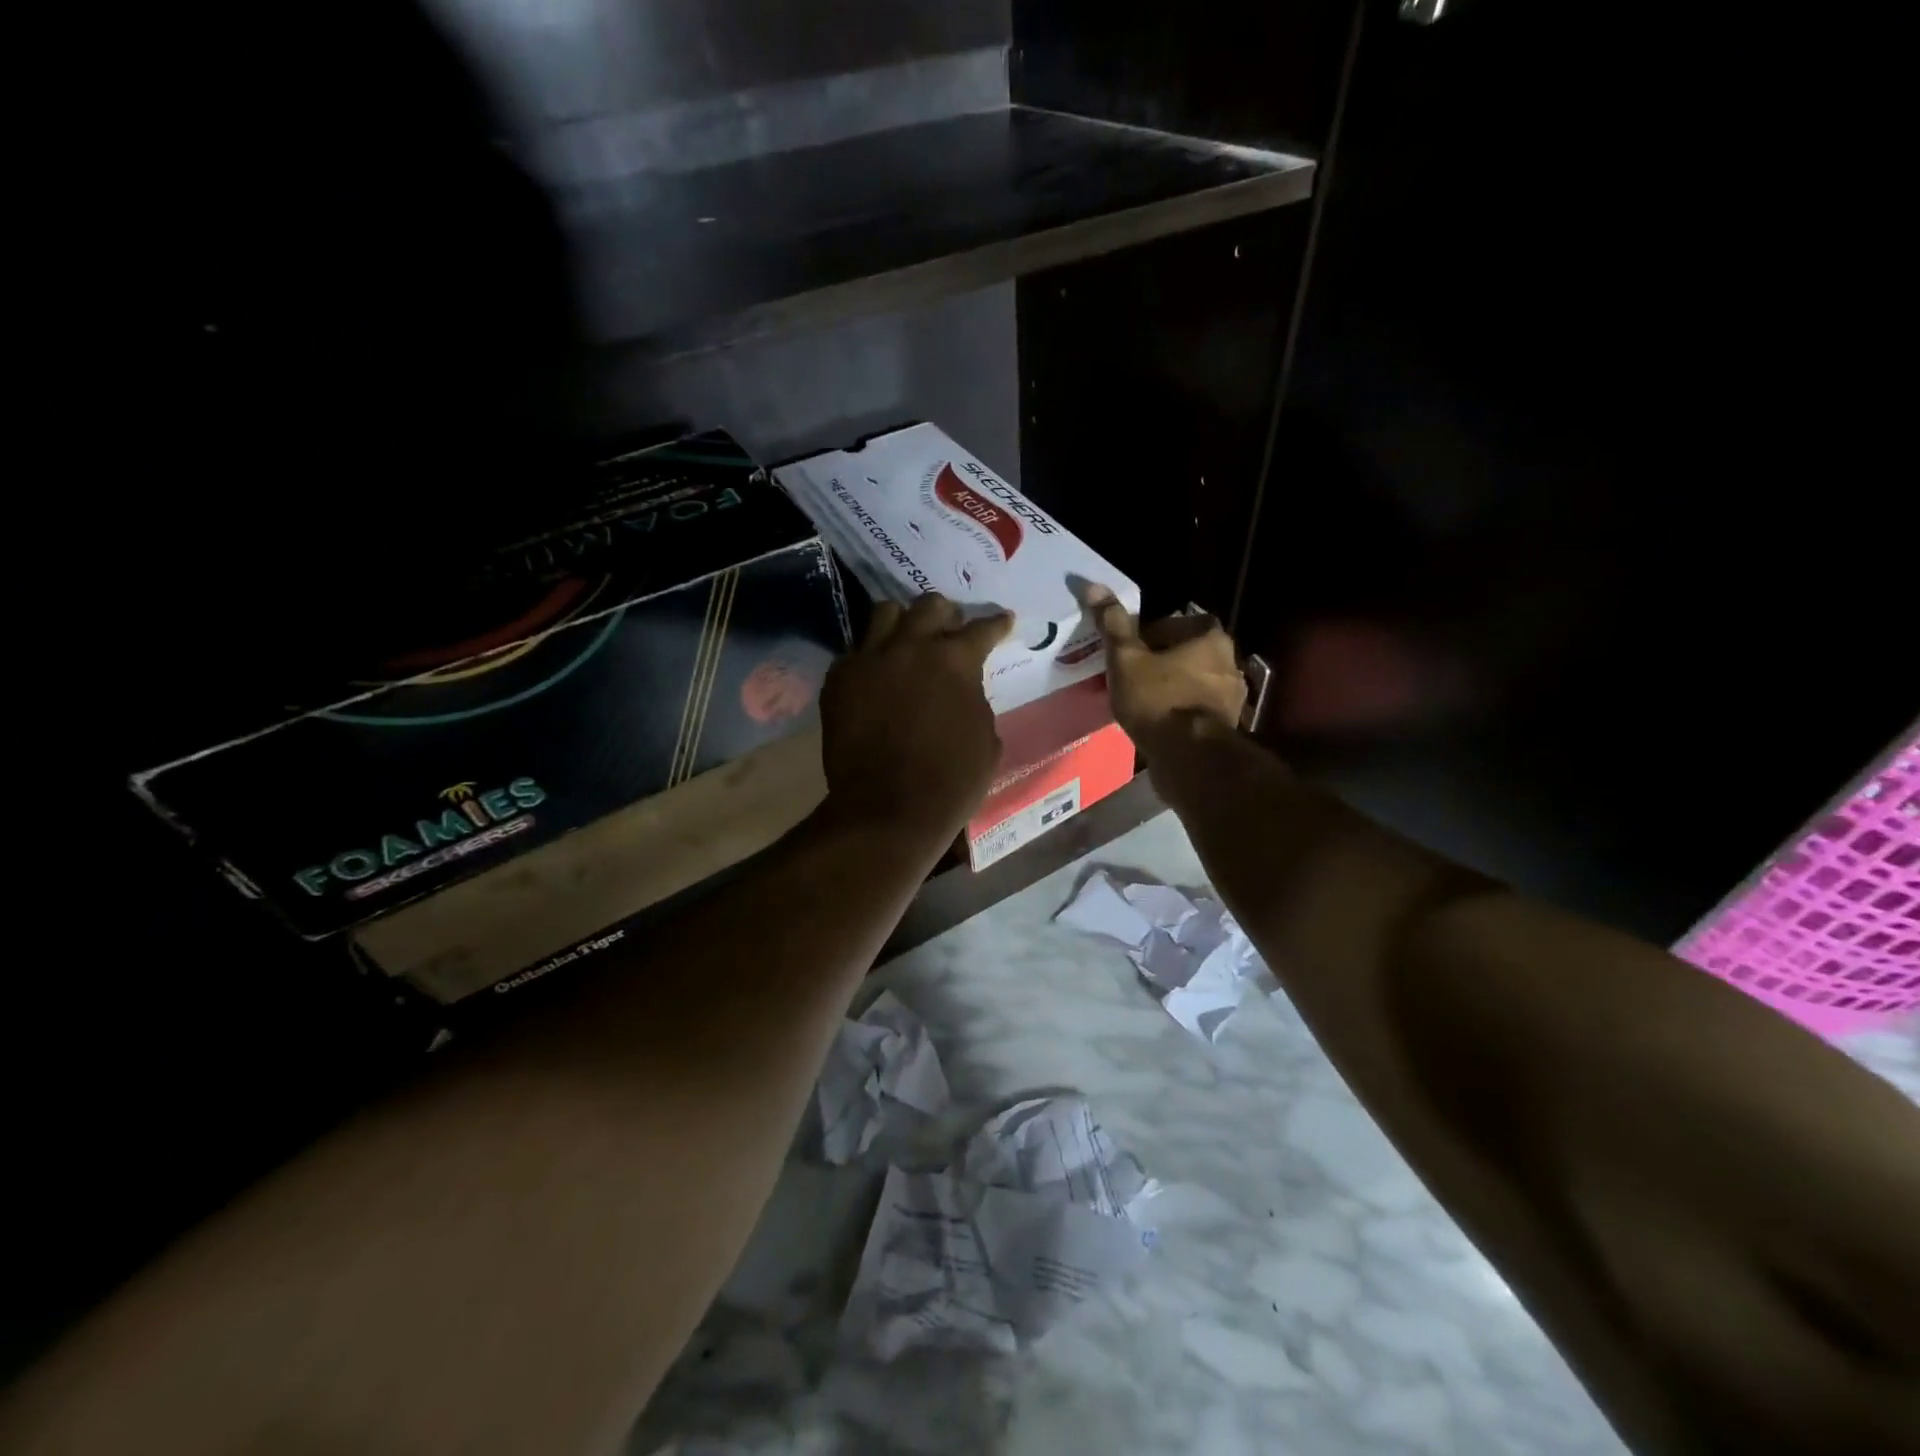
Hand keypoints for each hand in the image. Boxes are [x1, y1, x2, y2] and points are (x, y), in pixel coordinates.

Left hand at [818, 593, 1011, 848]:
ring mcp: (869, 659)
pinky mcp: (838, 680)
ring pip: (885, 613)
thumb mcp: (985, 739)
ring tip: (907, 638)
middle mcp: (911, 647)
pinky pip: (854, 650)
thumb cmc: (950, 781)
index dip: (996, 624)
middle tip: (950, 627)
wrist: (888, 809)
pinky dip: (870, 655)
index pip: (982, 628)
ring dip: (902, 621)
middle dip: (945, 614)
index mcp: (955, 660)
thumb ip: (975, 700)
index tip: (1002, 621)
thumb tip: (963, 689)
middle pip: (929, 607)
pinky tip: (876, 672)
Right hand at [1085, 585, 1246, 750]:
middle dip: (1160, 662)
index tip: (1126, 653)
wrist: (1189, 757)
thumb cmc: (1157, 698)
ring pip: (1192, 681)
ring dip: (1171, 687)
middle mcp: (1229, 660)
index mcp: (1209, 635)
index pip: (1173, 622)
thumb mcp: (1126, 658)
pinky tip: (1158, 723)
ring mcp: (1232, 694)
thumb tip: (1093, 585)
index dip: (1145, 636)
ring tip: (1141, 703)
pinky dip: (1180, 711)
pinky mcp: (1227, 724)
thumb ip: (1113, 624)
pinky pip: (1197, 708)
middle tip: (1130, 677)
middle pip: (1185, 652)